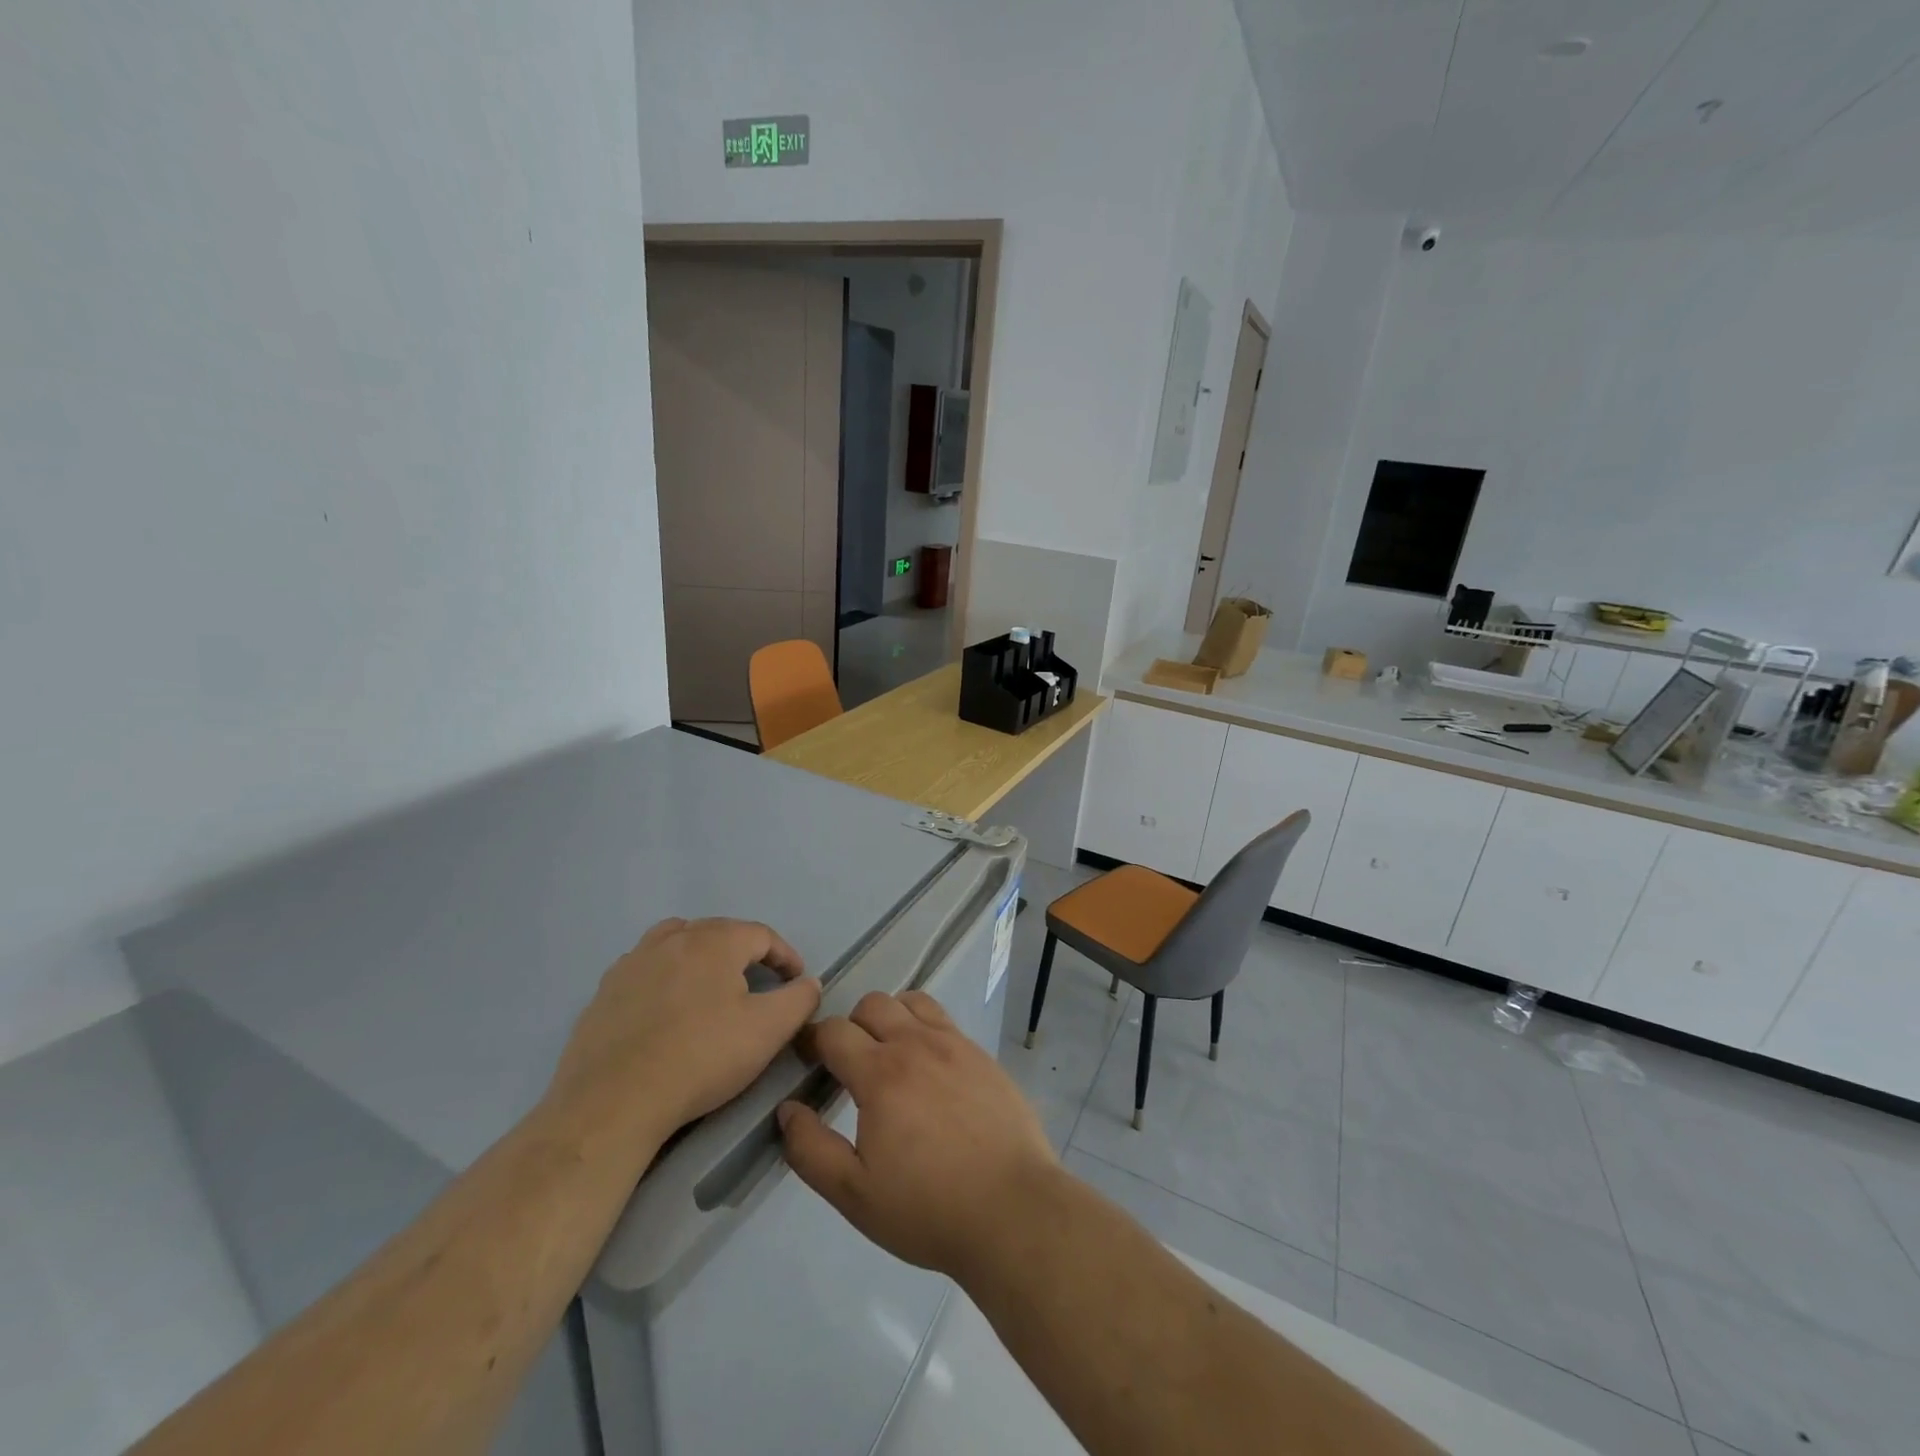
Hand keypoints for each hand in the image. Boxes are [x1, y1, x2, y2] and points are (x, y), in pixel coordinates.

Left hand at [550, 917, 820, 1135]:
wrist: (614, 1101)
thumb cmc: (701, 1058)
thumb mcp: (768, 1030)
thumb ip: (799, 999)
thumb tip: (808, 982)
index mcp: (715, 941)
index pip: (762, 934)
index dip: (785, 956)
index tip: (796, 982)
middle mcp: (673, 938)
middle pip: (719, 931)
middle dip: (744, 952)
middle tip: (758, 984)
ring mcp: (633, 962)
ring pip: (676, 940)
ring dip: (700, 954)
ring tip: (710, 984)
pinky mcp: (605, 991)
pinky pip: (644, 967)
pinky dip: (664, 975)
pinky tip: (666, 1008)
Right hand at [777, 990, 1059, 1281]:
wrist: (1012, 1209)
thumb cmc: (928, 1208)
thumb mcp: (854, 1194)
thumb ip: (811, 1150)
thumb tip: (788, 1110)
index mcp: (880, 1073)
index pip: (834, 1032)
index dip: (812, 1041)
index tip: (807, 1060)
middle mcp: (916, 1044)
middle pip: (873, 1004)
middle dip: (852, 1026)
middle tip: (850, 1065)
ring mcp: (954, 1045)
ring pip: (911, 1002)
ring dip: (891, 1018)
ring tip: (890, 1057)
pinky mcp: (982, 1055)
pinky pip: (944, 1020)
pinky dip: (925, 1029)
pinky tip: (929, 1069)